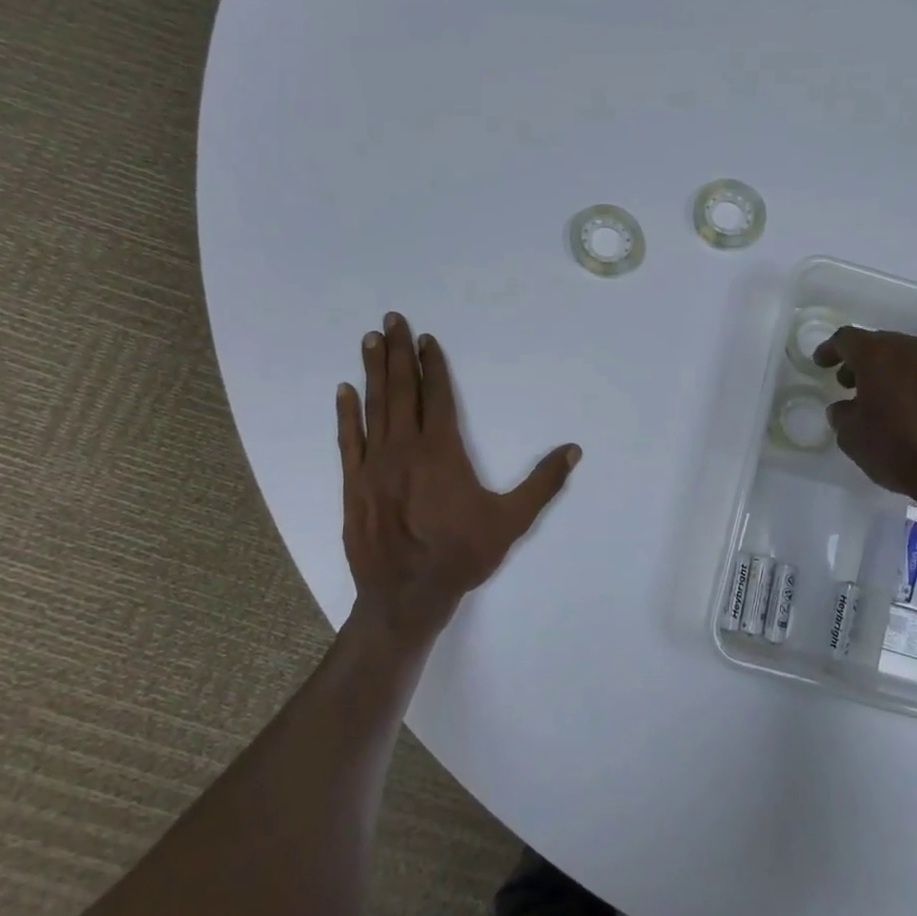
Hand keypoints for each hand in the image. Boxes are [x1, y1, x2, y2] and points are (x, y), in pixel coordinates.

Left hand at [337, 313, 580, 633]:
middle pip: (402, 391)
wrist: (407, 595)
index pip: (438, 396)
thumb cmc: (462, 554)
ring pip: (374, 408)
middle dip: (397, 353)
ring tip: (369, 340)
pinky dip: (346, 414)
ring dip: (372, 372)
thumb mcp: (512, 520)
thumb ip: (543, 483)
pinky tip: (343, 391)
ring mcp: (375, 464)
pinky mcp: (354, 484)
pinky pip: (349, 440)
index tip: (425, 339)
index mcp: (443, 452)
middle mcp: (406, 448)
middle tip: (390, 320)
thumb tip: (573, 450)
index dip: (433, 365)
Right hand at [813, 326, 916, 507]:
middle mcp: (907, 349)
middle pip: (875, 344)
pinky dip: (901, 383)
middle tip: (844, 382)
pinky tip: (896, 409)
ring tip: (869, 397)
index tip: (820, 363)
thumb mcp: (852, 436)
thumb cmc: (896, 446)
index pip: (845, 339)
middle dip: (857, 360)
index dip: (830, 350)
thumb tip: (844, 408)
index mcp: (876, 353)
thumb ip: (841, 415)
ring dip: (881, 372)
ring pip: (899, 358)